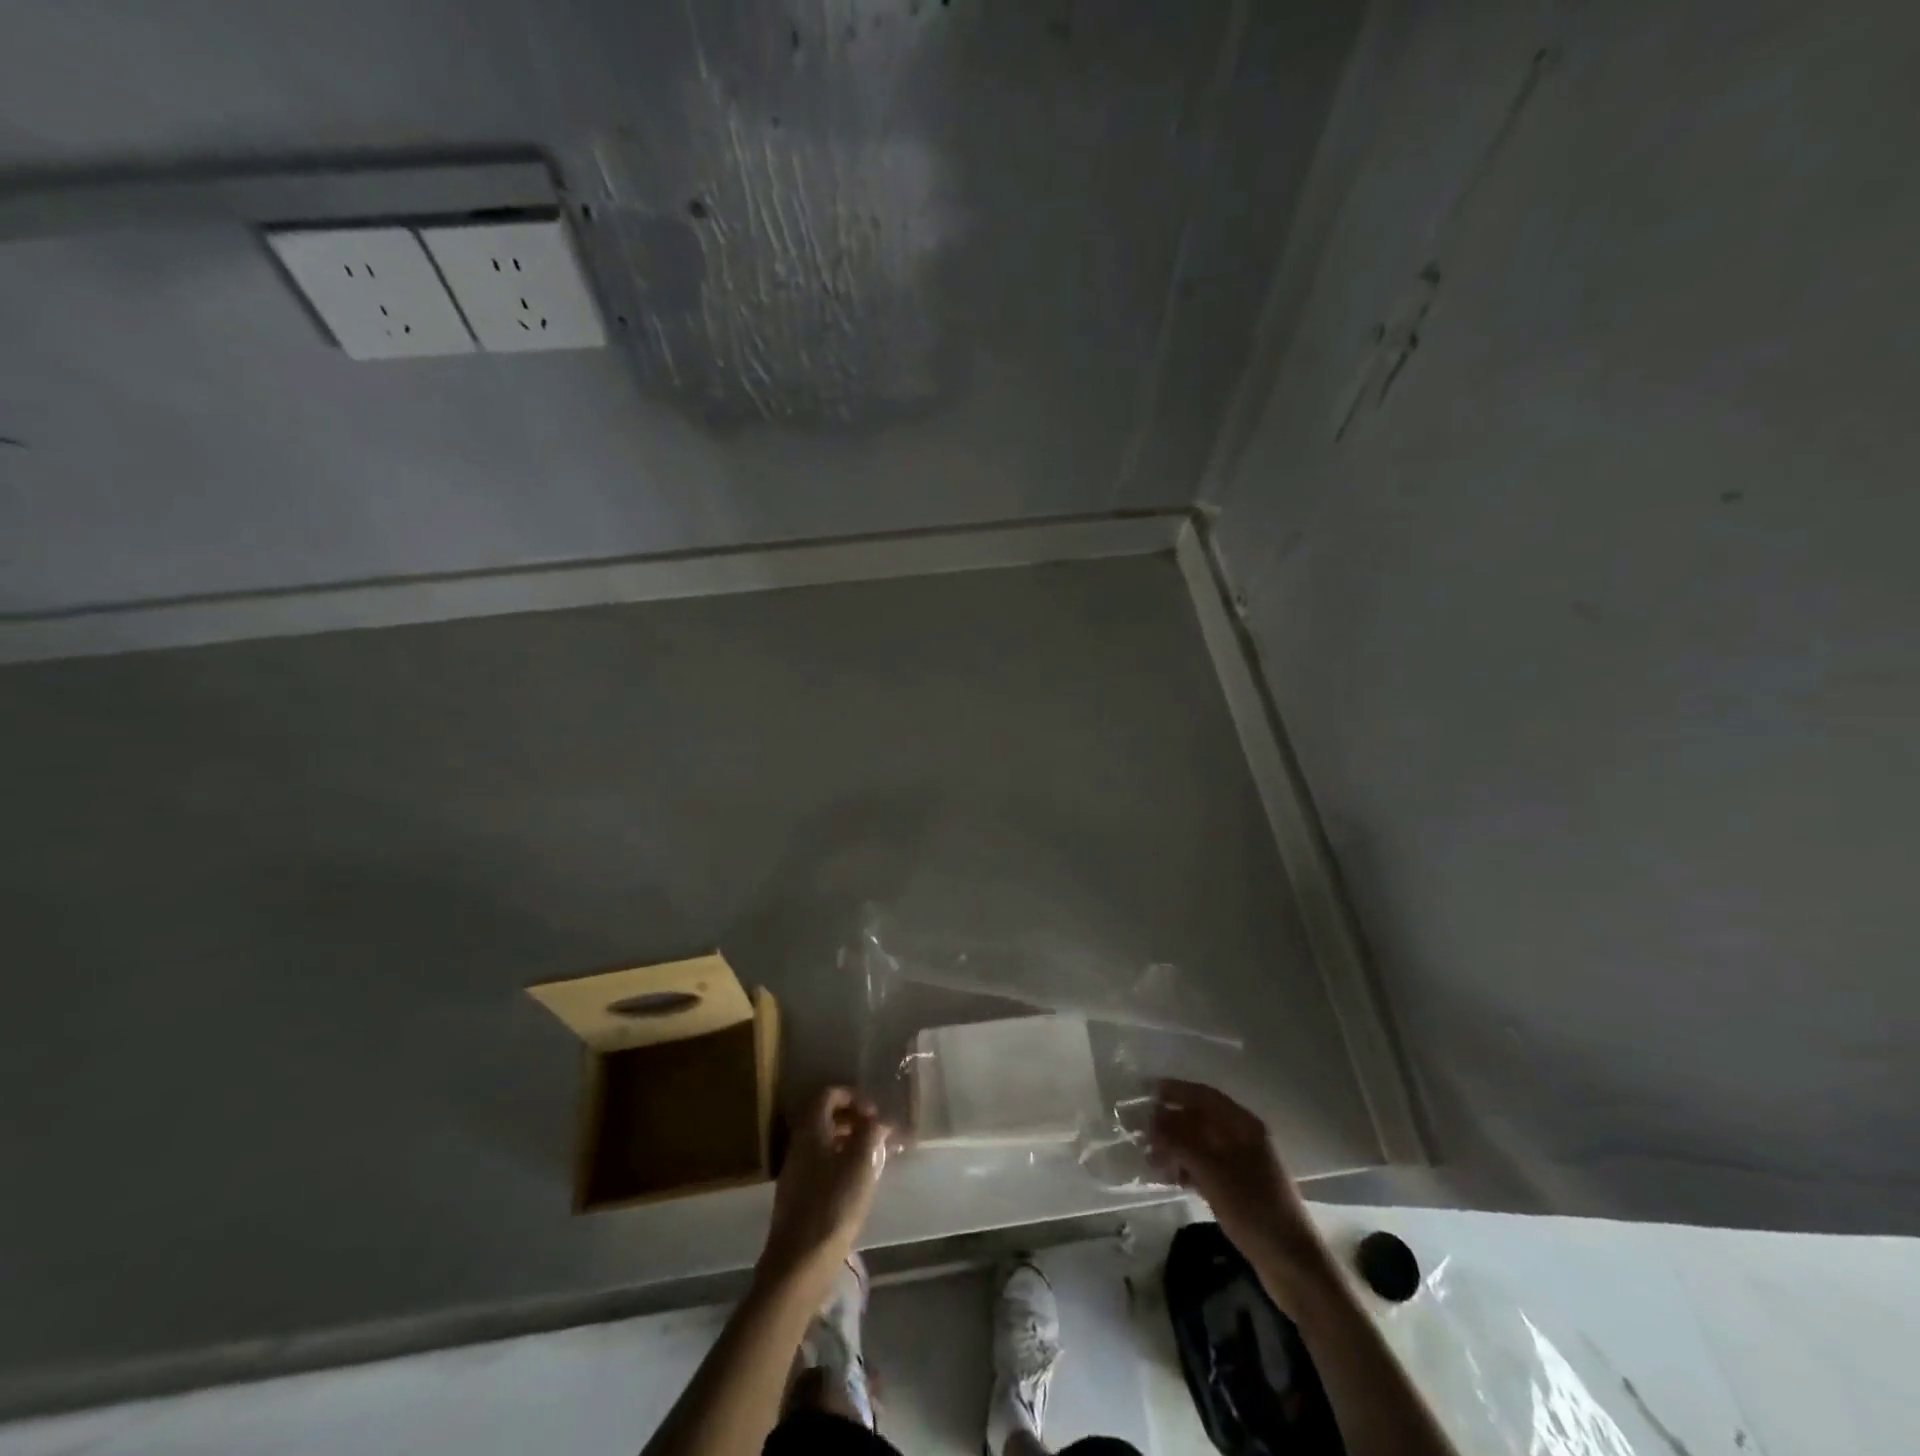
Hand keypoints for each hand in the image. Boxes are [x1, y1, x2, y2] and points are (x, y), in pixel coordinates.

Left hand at [758, 1087, 892, 1293]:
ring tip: (873, 1157)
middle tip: (877, 1132)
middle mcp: (799, 1146)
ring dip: (848, 1143)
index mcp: (810, 1130)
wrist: (799, 1264)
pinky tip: (858, 1183)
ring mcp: (795, 1173)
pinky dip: (840, 1164)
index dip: (852, 1096)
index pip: (828, 1095)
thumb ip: (871, 1133)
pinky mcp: (797, 1199)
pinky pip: (821, 1166)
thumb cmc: (833, 1205)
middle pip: (824, 1118)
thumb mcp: (861, 1162)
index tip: (874, 1111)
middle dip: (853, 1119)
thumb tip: (878, 1121)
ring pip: (823, 1144)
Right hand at [1148, 1079, 1327, 1283]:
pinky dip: (1188, 1169)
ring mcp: (1243, 1166)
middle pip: (1201, 1120)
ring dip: (1176, 1149)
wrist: (1294, 1266)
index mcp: (1244, 1126)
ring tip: (1151, 1161)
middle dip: (1171, 1123)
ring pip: (1201, 1146)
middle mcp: (1244, 1139)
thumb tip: (1152, 1121)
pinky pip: (1206, 1168)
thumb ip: (1181, 1143)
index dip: (1175, 1090)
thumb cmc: (1255, 1210)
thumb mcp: (1213, 1173)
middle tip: (1142, 1133)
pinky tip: (1171, 1179)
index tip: (1146, 1091)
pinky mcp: (1239, 1190)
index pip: (1204, 1096)